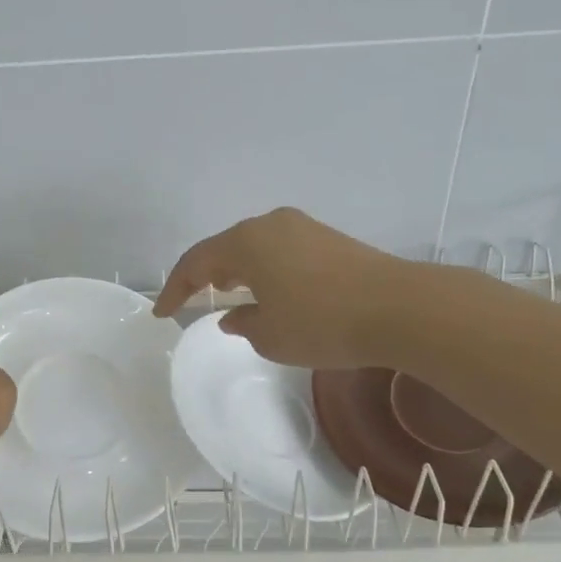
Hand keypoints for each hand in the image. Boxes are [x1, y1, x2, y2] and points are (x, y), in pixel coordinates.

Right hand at [154, 207, 413, 369]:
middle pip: (225, 247)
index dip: (174, 289)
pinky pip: (279, 251)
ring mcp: (303, 228)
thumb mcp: (270, 336)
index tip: (161, 313)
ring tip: (226, 294)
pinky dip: (263, 270)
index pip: (196, 262)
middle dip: (204, 274)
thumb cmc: (321, 323)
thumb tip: (234, 314)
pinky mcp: (328, 239)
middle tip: (190, 299)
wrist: (399, 308)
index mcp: (246, 242)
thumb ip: (242, 323)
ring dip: (236, 271)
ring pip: (254, 247)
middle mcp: (271, 225)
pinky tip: (268, 292)